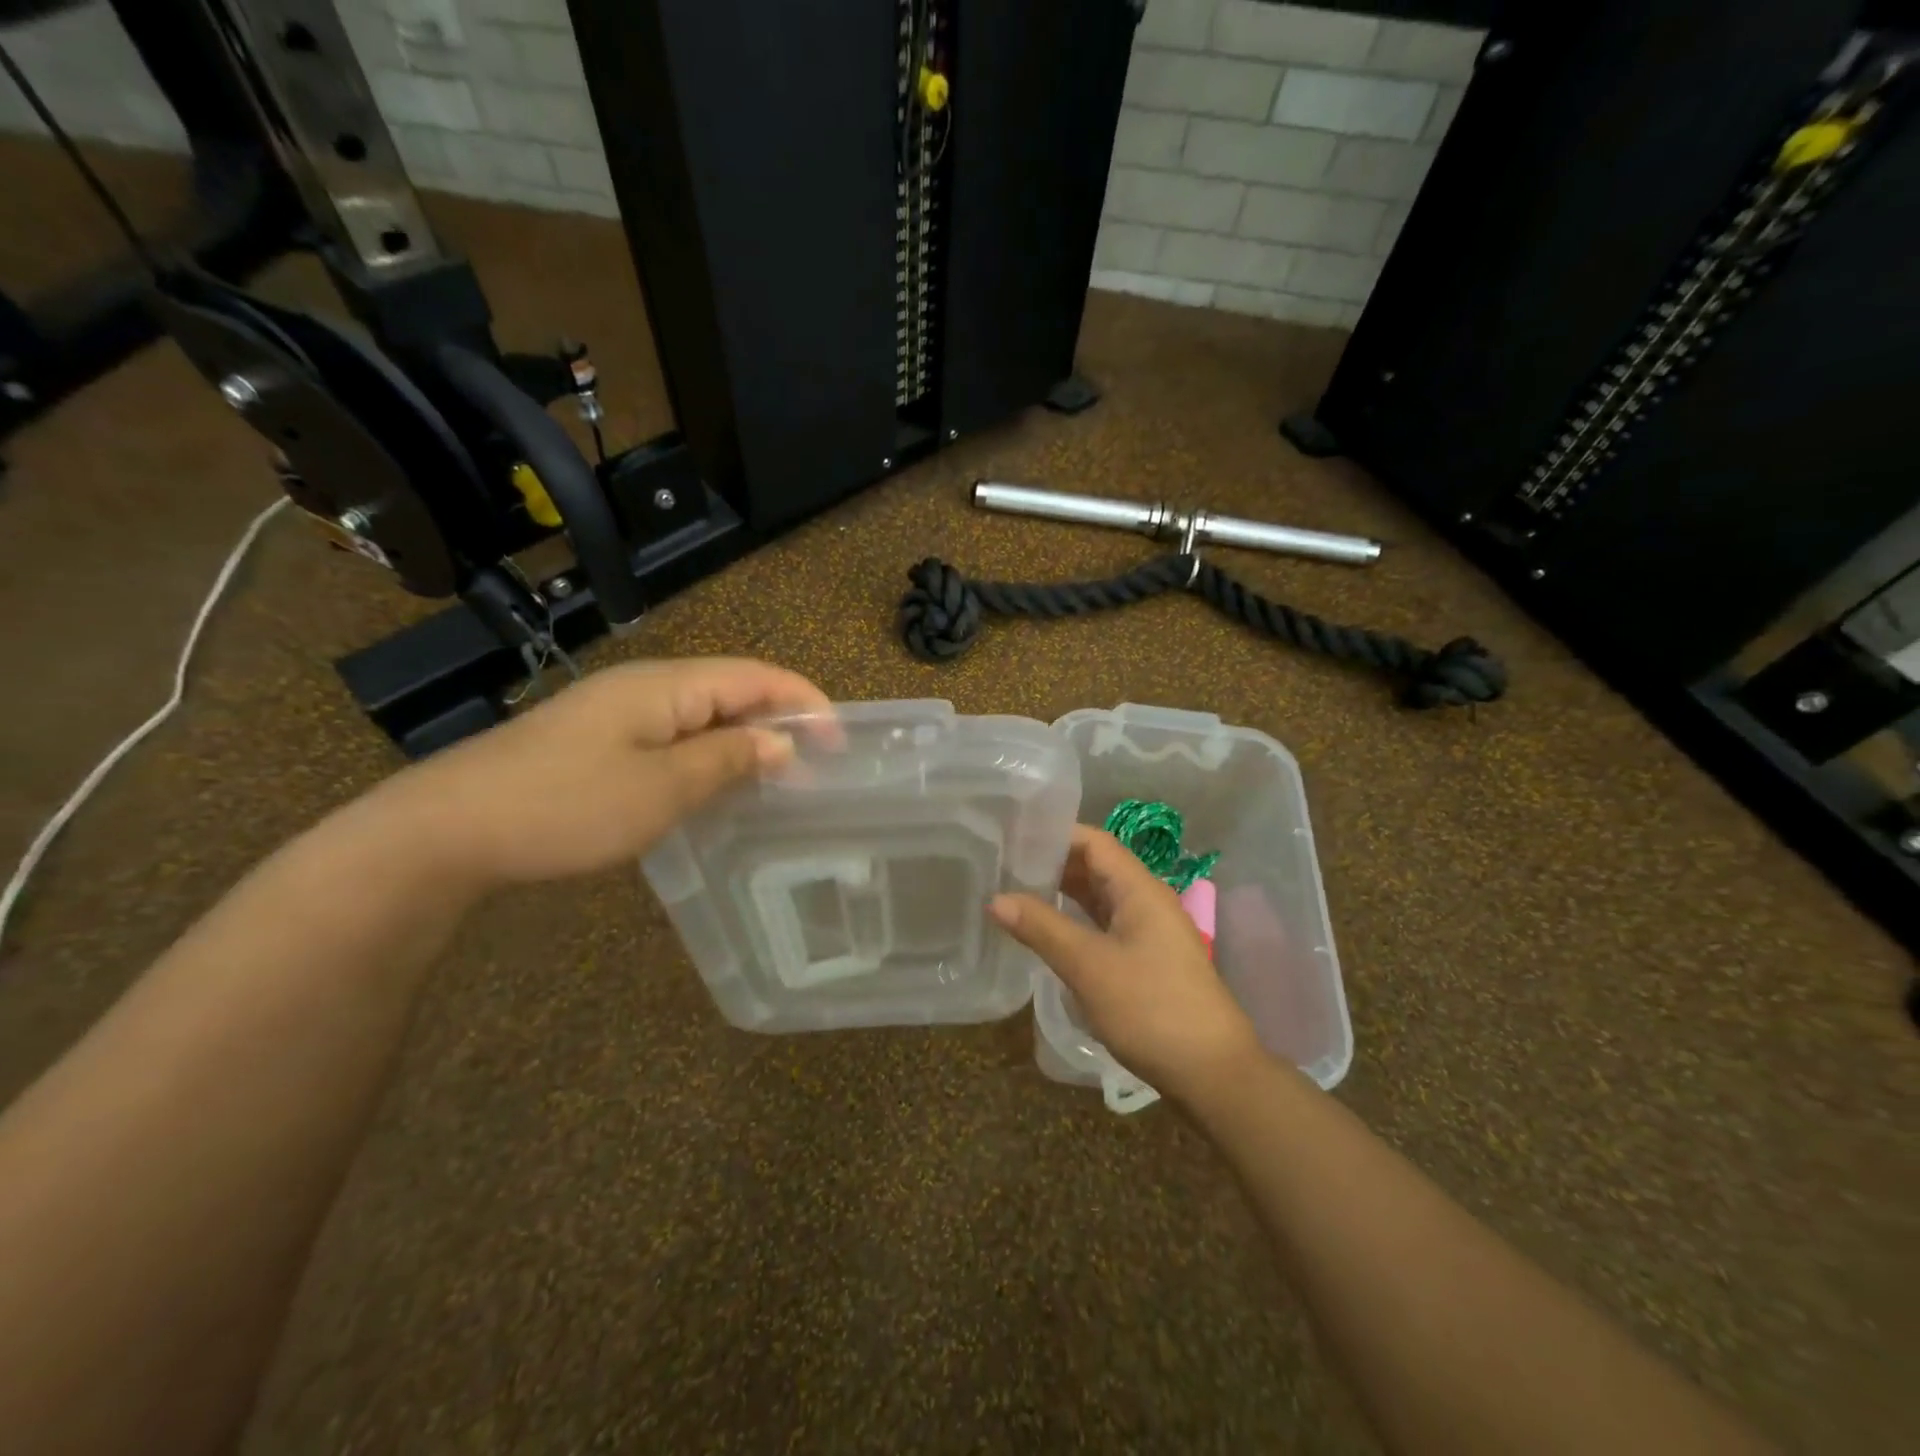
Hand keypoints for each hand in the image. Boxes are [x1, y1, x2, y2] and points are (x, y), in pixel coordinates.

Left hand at [364, 658, 830, 888]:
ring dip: (745, 742)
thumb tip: (782, 742)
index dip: (805, 702)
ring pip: (703, 716)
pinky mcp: (599, 741)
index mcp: (667, 685)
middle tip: (816, 769)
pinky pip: (674, 737)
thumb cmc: (567, 805)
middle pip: (733, 691)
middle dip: (781, 722)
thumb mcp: (662, 788)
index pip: (757, 677)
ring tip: (778, 780)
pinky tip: (716, 787)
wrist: (448, 830)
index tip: (840, 743)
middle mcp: (647, 687)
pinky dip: (709, 756)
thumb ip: (729, 760)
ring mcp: (618, 713)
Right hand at [990, 826, 1265, 1102]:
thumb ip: (1041, 928)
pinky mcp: (1147, 960)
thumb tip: (995, 898)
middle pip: (1097, 866)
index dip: (1054, 835)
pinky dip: (1076, 921)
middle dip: (1053, 863)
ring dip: (1063, 893)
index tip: (1012, 837)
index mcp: (1140, 889)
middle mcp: (1147, 901)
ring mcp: (1150, 932)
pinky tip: (1048, 932)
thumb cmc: (1150, 1008)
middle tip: (1004, 866)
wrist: (1212, 1073)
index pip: (1094, 841)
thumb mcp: (1088, 966)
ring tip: (1016, 893)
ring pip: (1100, 898)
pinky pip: (1106, 925)